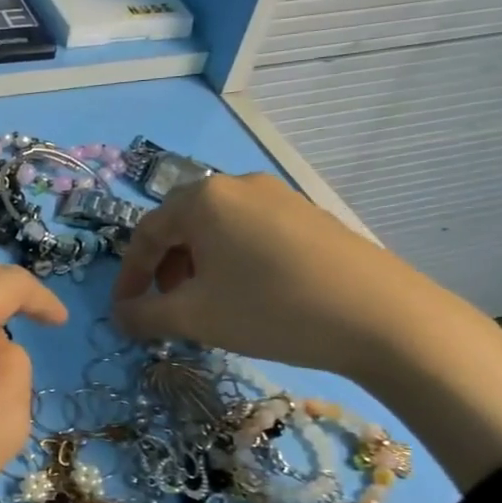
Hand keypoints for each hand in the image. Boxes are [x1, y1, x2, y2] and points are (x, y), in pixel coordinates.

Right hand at [112, 174, 501, 485]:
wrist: (382, 318)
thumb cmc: (271, 309)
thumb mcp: (196, 317)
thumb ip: (144, 316)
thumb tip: (119, 316)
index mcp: (202, 199)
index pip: (145, 234)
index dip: (129, 277)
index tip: (125, 312)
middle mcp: (236, 184)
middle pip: (181, 226)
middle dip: (164, 269)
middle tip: (167, 308)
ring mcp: (278, 195)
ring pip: (217, 229)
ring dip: (197, 266)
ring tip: (207, 304)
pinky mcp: (308, 214)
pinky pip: (250, 231)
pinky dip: (232, 260)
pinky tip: (248, 293)